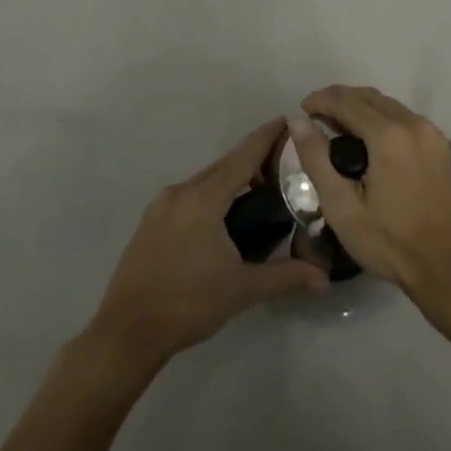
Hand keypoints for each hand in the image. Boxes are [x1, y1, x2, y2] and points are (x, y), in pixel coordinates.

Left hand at [86, 118, 326, 373]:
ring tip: (259, 191)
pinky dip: (211, 194)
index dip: (266, 136)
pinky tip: (223, 217)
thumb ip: (285, 276)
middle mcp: (181, 191)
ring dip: (231, 179)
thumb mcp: (242, 290)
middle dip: (253, 159)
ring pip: (205, 180)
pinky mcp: (150, 222)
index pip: (243, 156)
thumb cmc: (188, 304)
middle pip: (224, 165)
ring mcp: (161, 206)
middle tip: (284, 163)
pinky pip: (189, 195)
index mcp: (204, 198)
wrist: (126, 332)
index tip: (287, 119)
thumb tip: (324, 279)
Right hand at [292, 86, 450, 312]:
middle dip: (339, 100)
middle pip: (369, 97)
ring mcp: (431, 134)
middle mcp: (413, 124)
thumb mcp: (342, 207)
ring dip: (360, 108)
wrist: (447, 268)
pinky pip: (404, 118)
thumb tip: (298, 122)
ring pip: (388, 105)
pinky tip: (367, 141)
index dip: (321, 99)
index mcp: (389, 135)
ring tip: (337, 128)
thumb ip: (317, 159)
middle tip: (315, 118)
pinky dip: (381, 119)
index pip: (347, 101)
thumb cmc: (389, 243)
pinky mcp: (440, 146)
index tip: (301, 110)